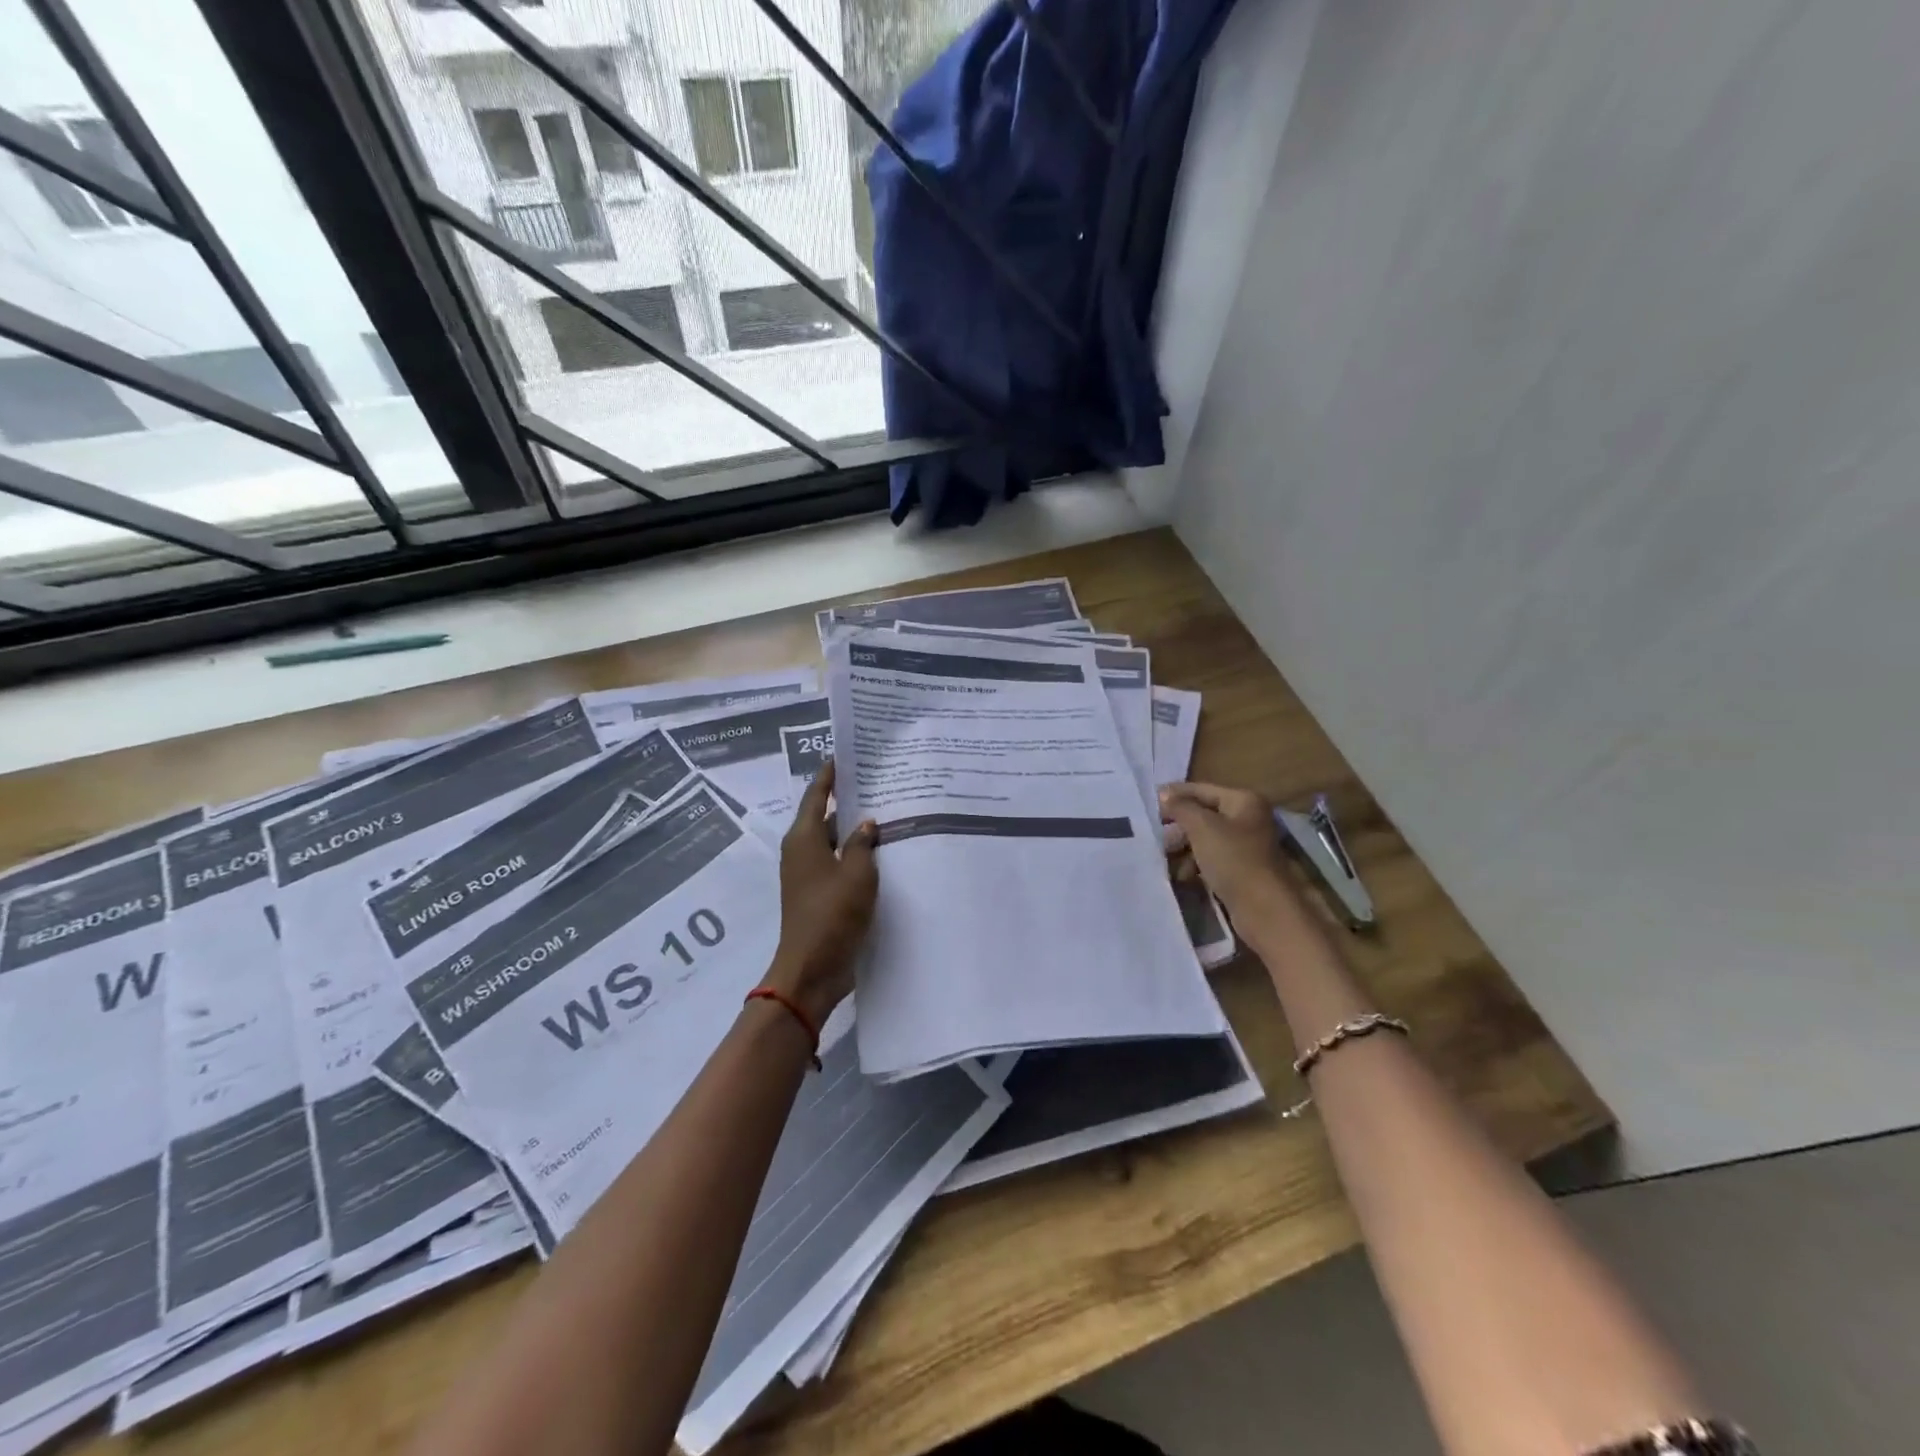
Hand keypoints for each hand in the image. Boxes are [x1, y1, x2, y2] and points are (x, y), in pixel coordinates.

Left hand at [767, 760, 877, 1026]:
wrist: (812, 968)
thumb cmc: (832, 914)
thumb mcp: (857, 873)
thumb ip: (863, 843)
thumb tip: (866, 823)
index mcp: (804, 838)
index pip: (816, 794)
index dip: (829, 775)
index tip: (845, 756)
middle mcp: (802, 851)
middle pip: (825, 817)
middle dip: (850, 802)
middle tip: (881, 785)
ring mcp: (809, 875)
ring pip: (834, 842)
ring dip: (856, 832)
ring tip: (889, 815)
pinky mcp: (819, 895)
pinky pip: (839, 864)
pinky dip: (856, 856)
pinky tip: (883, 854)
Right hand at [1159, 781, 1292, 921]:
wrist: (1263, 908)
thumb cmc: (1233, 859)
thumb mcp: (1202, 827)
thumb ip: (1180, 807)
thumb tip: (1163, 795)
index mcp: (1244, 801)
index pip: (1201, 790)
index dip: (1174, 795)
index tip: (1147, 803)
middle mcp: (1247, 818)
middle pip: (1203, 815)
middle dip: (1177, 825)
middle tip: (1154, 834)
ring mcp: (1245, 845)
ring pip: (1205, 838)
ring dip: (1183, 847)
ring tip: (1163, 857)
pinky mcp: (1241, 869)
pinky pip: (1211, 858)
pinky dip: (1194, 864)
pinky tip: (1180, 875)